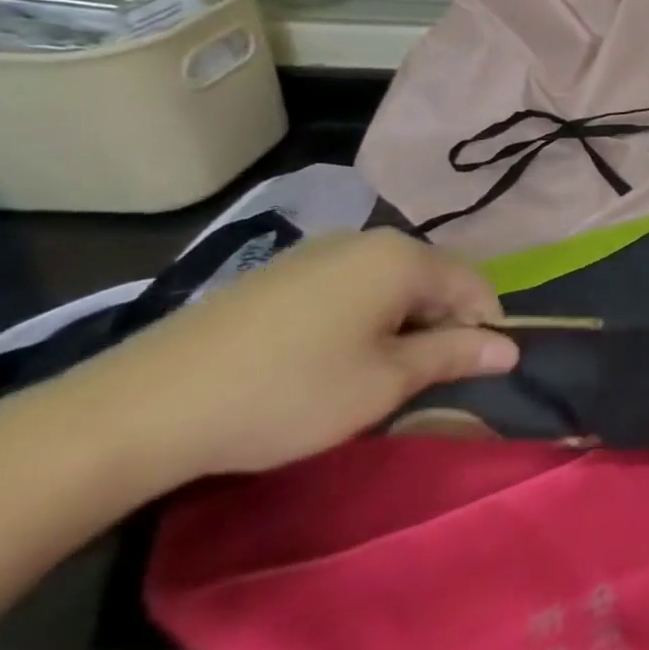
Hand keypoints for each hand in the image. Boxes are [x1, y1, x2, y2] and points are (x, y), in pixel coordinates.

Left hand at [69, 230, 517, 482]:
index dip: (485, 329)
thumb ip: (455, 356)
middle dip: (441, 325)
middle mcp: (366, 240)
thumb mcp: (386, 383)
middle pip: (433, 279)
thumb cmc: (287, 393)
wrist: (138, 409)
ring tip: (377, 373)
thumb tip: (510, 349)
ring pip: (390, 284)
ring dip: (401, 324)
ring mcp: (317, 252)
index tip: (474, 373)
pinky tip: (330, 359)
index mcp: (402, 258)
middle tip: (423, 379)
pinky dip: (361, 318)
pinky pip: (348, 287)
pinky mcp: (278, 273)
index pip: (475, 285)